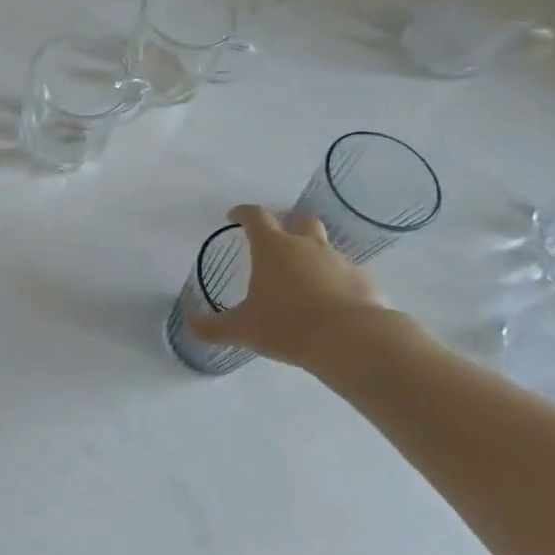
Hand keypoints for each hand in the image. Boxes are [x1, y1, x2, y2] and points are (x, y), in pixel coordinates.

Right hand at [187, 204, 384, 366]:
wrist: (353, 341)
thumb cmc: (288, 325)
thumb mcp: (243, 329)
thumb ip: (213, 327)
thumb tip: (190, 325)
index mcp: (273, 247)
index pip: (255, 216)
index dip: (242, 213)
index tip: (234, 216)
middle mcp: (307, 245)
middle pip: (300, 220)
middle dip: (288, 224)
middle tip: (277, 240)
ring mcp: (339, 261)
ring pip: (325, 248)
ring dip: (313, 255)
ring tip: (304, 280)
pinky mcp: (364, 281)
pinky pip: (347, 275)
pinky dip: (337, 282)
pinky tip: (332, 304)